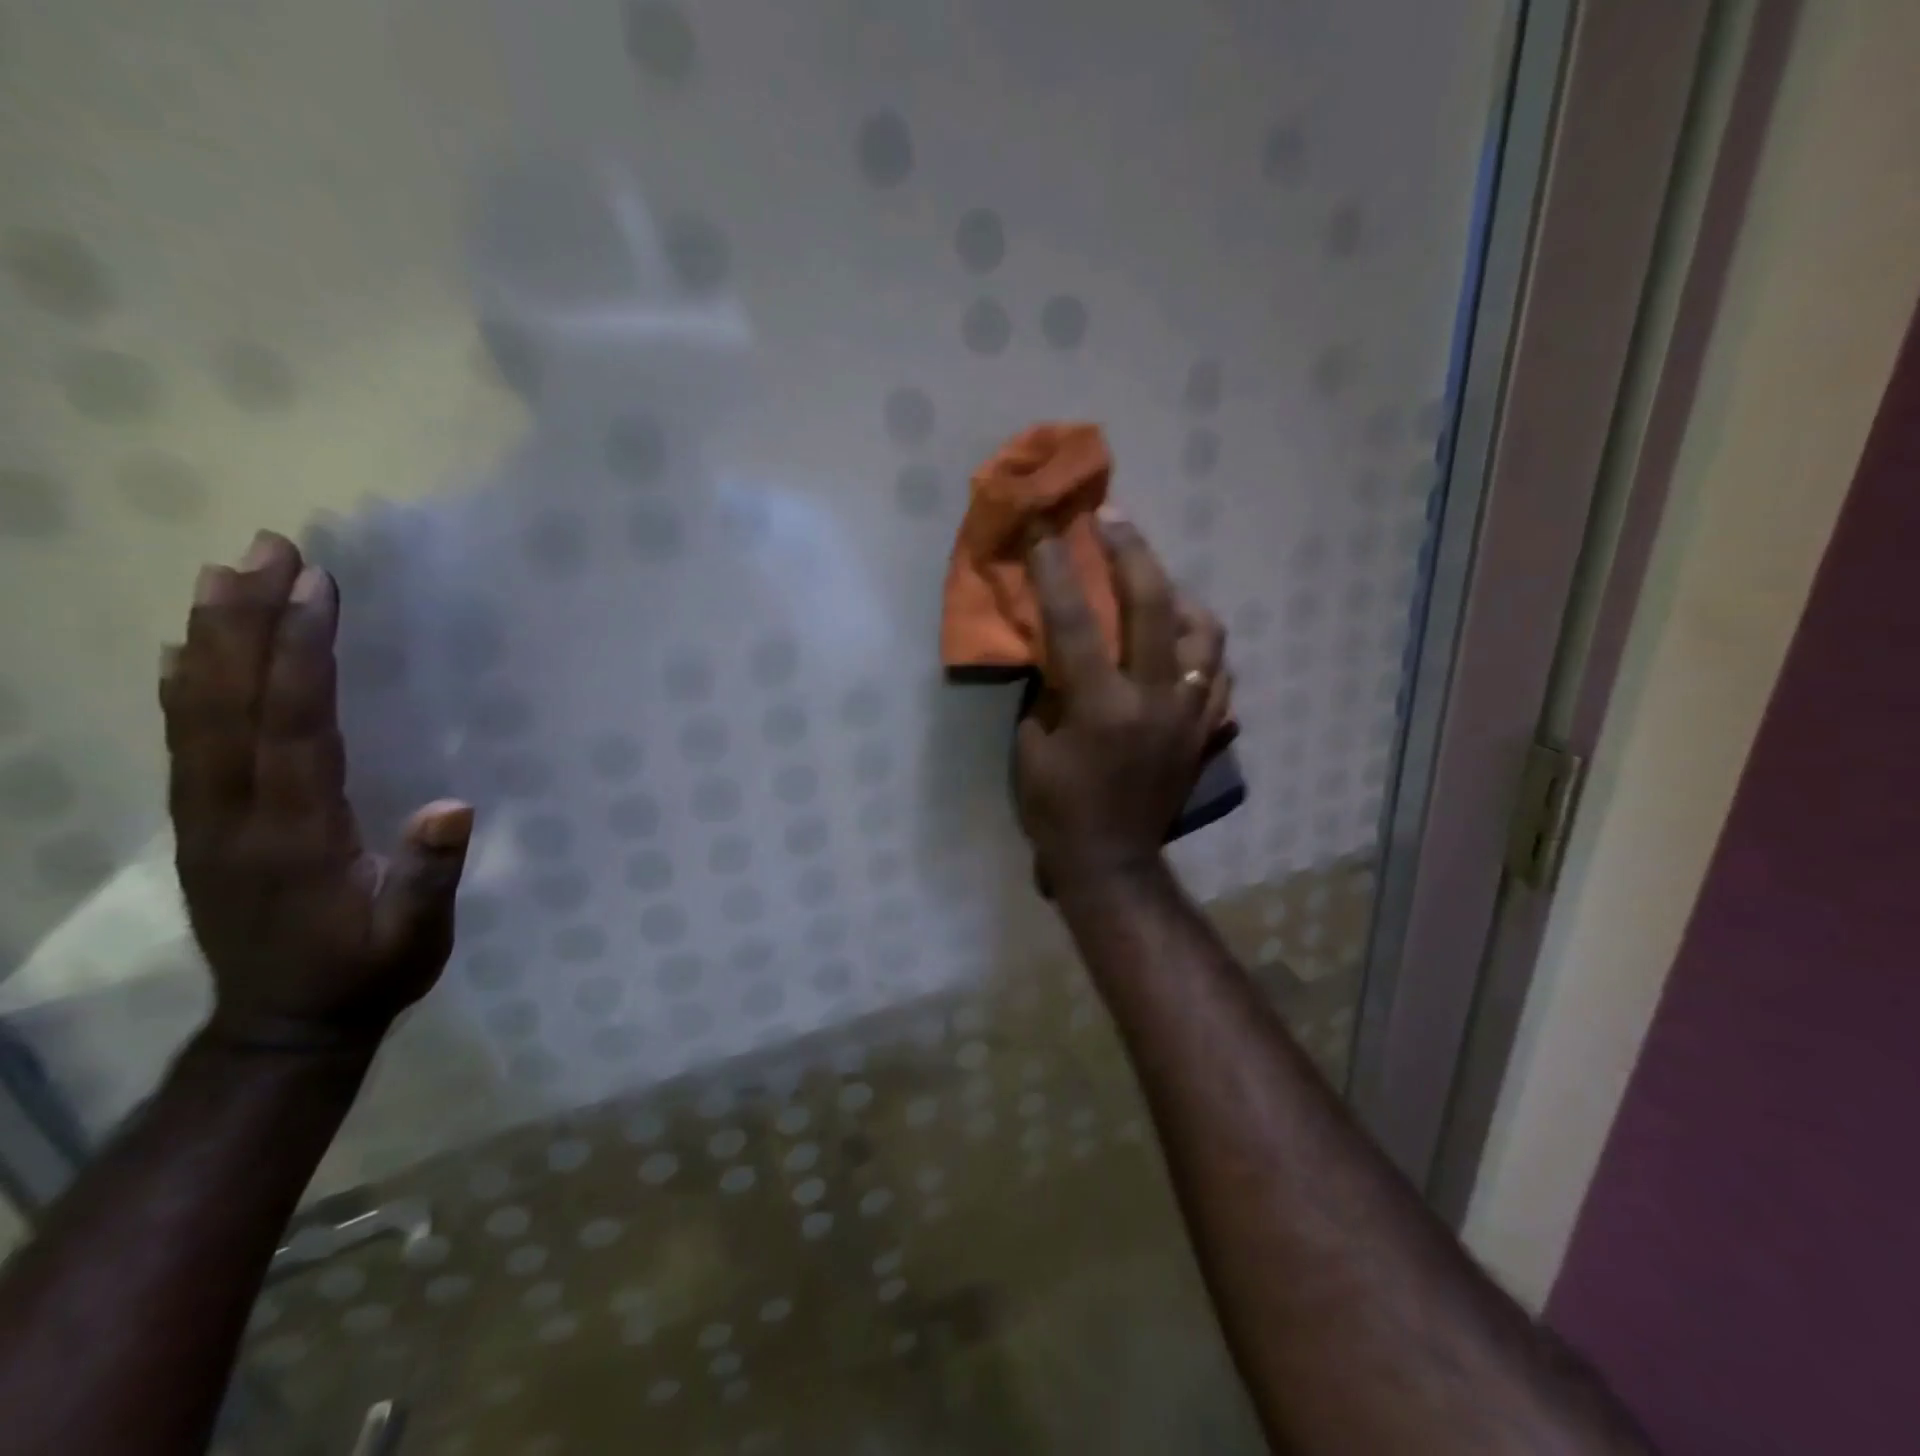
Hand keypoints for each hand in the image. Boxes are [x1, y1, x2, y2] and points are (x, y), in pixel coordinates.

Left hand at [161, 531, 472, 1051]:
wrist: (283, 1028)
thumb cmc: (367, 973)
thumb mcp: (415, 936)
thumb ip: (429, 875)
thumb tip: (453, 807)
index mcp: (296, 833)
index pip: (294, 725)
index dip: (301, 653)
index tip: (314, 587)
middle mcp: (236, 813)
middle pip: (230, 702)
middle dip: (247, 619)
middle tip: (264, 550)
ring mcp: (208, 818)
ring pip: (196, 713)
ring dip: (209, 638)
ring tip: (221, 575)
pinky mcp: (202, 825)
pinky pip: (184, 742)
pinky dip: (183, 687)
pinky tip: (186, 652)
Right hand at [1015, 510, 1232, 892]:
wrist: (1112, 862)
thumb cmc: (1058, 809)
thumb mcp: (1031, 748)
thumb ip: (1047, 691)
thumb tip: (1057, 649)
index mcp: (1101, 707)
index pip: (1076, 622)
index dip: (1057, 570)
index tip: (1048, 528)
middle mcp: (1154, 700)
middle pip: (1154, 606)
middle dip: (1131, 553)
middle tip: (1114, 520)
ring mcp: (1190, 714)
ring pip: (1205, 634)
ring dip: (1180, 598)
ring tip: (1158, 587)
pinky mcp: (1206, 730)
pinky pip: (1218, 672)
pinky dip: (1201, 648)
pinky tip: (1182, 641)